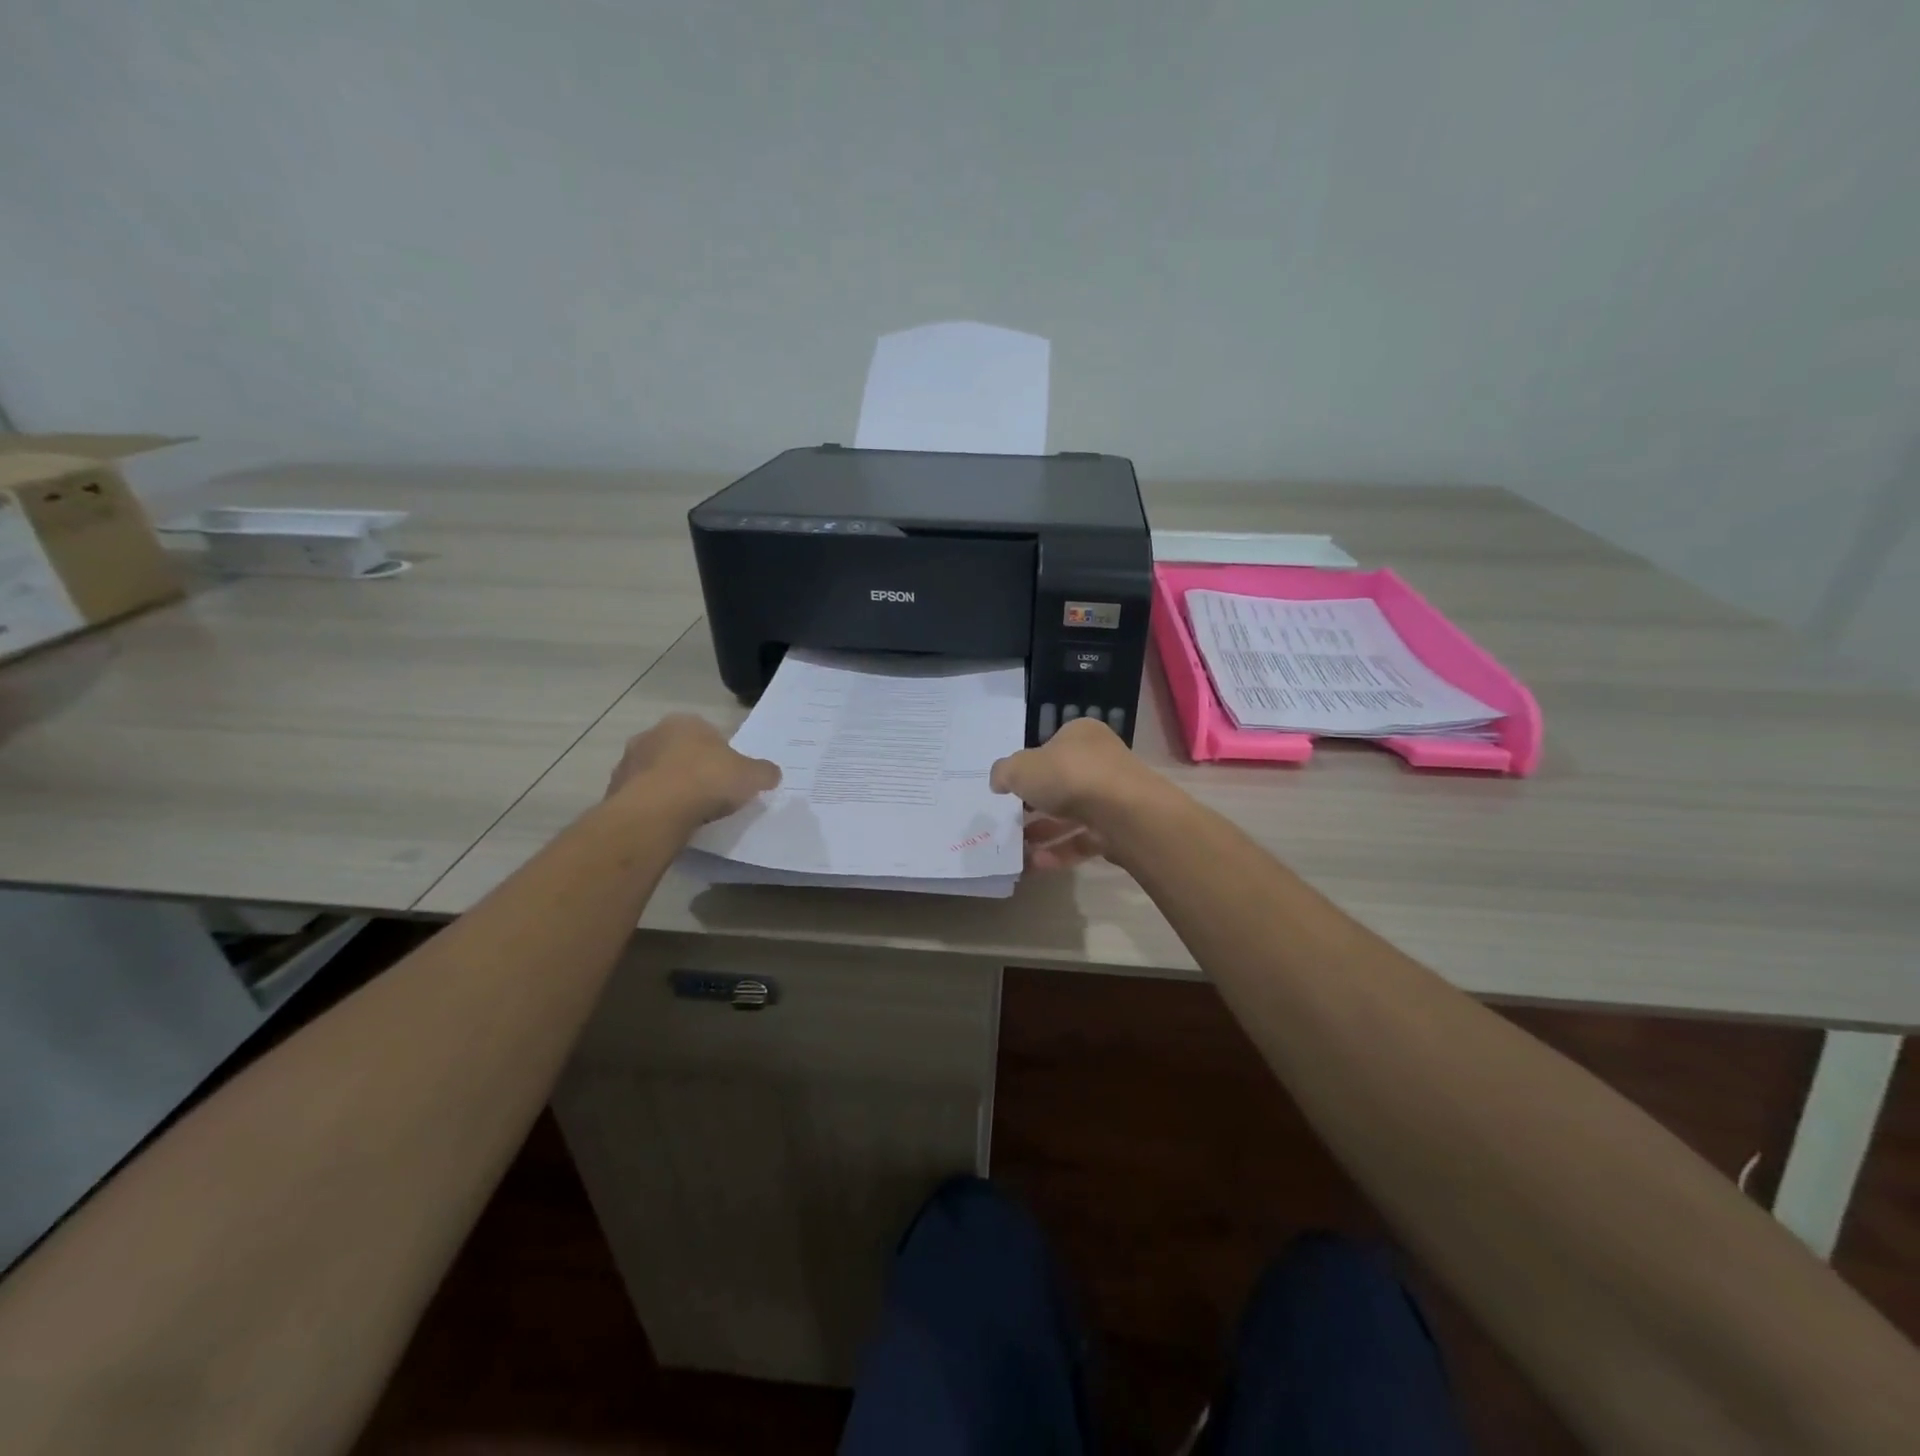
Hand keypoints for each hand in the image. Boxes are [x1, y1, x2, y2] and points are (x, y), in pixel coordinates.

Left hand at [606, 714, 779, 825]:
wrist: (656, 812)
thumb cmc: (708, 781)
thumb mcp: (752, 776)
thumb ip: (764, 772)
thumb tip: (771, 774)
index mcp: (686, 722)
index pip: (708, 734)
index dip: (721, 756)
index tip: (729, 778)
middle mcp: (652, 734)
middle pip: (679, 752)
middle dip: (691, 769)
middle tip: (710, 795)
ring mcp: (628, 762)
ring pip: (656, 774)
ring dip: (669, 788)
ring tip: (688, 814)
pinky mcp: (613, 790)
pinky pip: (641, 797)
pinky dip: (654, 807)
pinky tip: (668, 823)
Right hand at [990, 717, 1154, 870]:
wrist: (1123, 812)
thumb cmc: (1068, 776)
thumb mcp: (1021, 768)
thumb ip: (1004, 772)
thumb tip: (1000, 781)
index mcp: (1081, 735)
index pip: (1051, 748)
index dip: (1029, 768)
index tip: (1011, 789)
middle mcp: (1101, 761)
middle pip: (1061, 783)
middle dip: (1035, 805)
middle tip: (1011, 821)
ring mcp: (1113, 796)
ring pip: (1072, 815)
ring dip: (1043, 833)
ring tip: (1017, 850)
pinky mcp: (1119, 829)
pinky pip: (1084, 840)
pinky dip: (1060, 852)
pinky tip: (1035, 865)